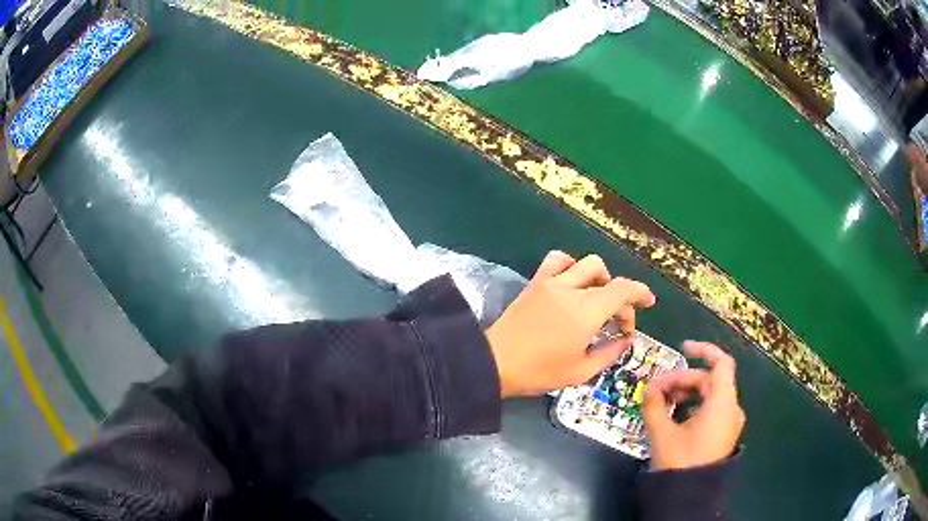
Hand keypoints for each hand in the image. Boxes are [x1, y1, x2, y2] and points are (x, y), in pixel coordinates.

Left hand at [485, 250, 655, 396]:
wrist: (495, 362)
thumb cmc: (539, 372)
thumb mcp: (581, 371)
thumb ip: (609, 353)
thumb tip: (624, 340)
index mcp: (586, 312)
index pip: (622, 290)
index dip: (640, 293)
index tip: (648, 303)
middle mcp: (572, 290)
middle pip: (608, 279)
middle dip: (620, 298)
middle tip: (617, 321)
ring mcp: (551, 283)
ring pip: (585, 263)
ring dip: (599, 277)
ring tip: (597, 298)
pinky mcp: (535, 283)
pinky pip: (556, 260)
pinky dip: (570, 266)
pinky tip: (571, 283)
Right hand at [642, 341, 745, 470]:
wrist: (691, 497)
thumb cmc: (681, 462)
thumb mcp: (662, 434)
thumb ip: (654, 406)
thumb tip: (648, 388)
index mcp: (722, 403)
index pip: (721, 363)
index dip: (703, 350)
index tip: (682, 348)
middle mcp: (731, 408)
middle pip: (709, 381)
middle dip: (682, 380)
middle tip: (656, 389)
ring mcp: (730, 422)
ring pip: (710, 395)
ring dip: (687, 393)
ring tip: (663, 403)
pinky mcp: (724, 433)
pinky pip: (712, 409)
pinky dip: (695, 405)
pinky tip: (675, 416)